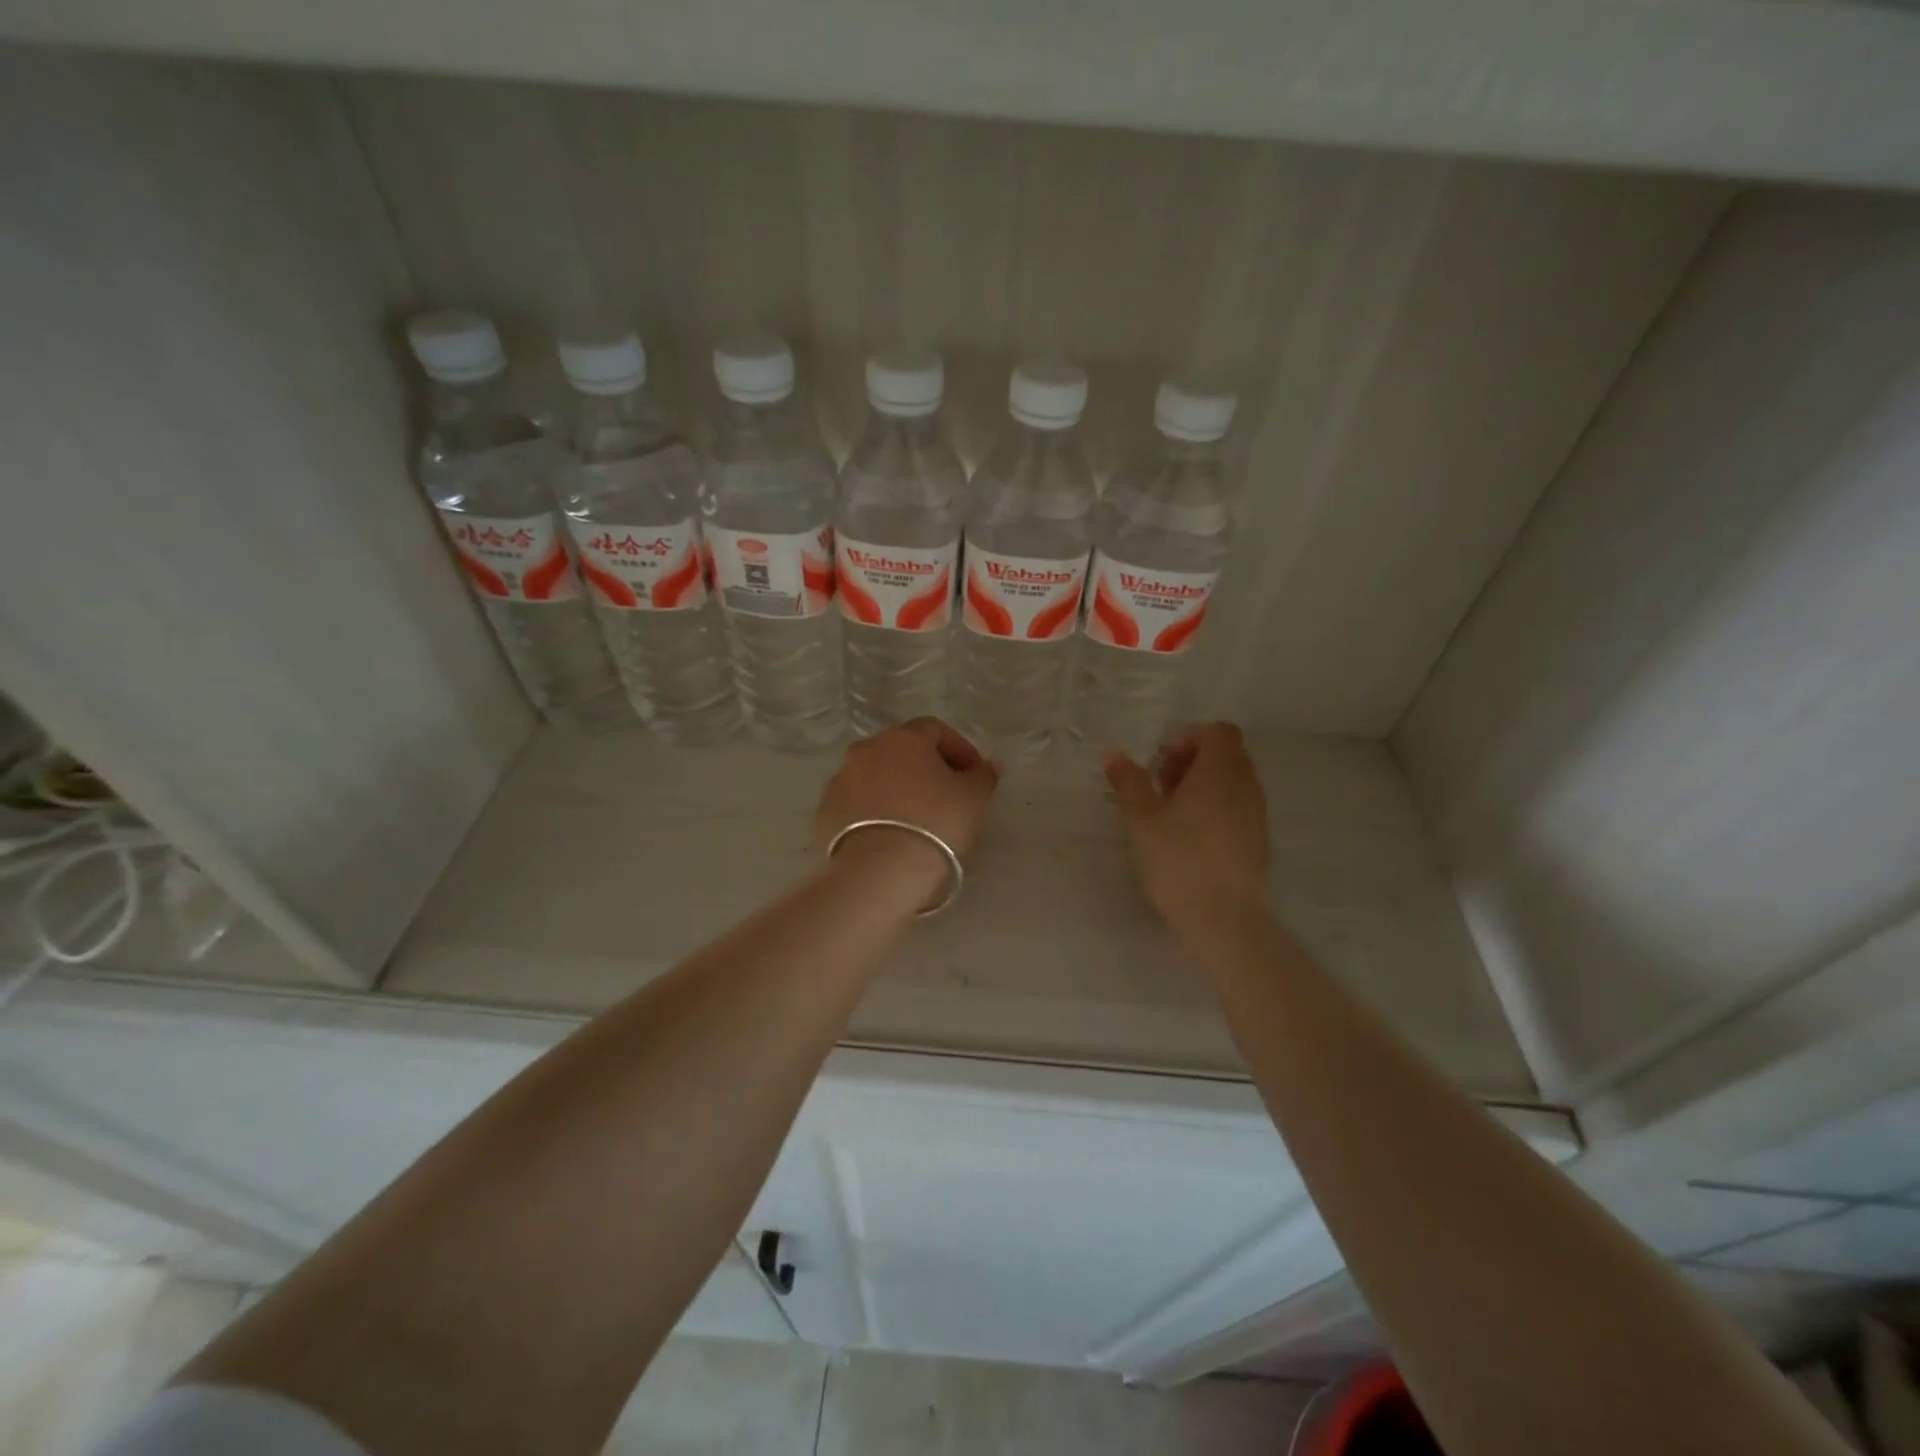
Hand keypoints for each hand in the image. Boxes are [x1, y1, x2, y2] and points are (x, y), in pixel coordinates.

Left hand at [814, 718, 999, 908]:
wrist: (879, 874)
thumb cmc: (935, 824)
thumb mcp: (973, 799)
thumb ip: (982, 776)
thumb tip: (988, 765)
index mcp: (902, 738)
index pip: (935, 730)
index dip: (959, 749)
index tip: (974, 775)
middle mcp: (865, 751)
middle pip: (901, 751)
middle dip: (926, 768)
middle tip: (947, 797)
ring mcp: (839, 781)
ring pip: (875, 778)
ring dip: (896, 790)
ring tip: (916, 821)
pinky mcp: (824, 814)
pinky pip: (856, 806)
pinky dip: (874, 814)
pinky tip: (890, 837)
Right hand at [1104, 723, 1268, 931]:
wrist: (1223, 919)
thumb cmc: (1178, 860)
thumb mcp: (1142, 819)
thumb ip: (1129, 782)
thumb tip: (1113, 754)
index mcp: (1220, 773)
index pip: (1220, 732)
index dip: (1190, 737)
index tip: (1162, 760)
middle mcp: (1245, 787)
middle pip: (1227, 755)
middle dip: (1193, 760)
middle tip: (1161, 783)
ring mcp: (1256, 815)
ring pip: (1233, 782)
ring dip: (1204, 785)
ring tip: (1171, 810)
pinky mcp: (1257, 841)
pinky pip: (1238, 807)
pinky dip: (1216, 807)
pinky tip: (1190, 834)